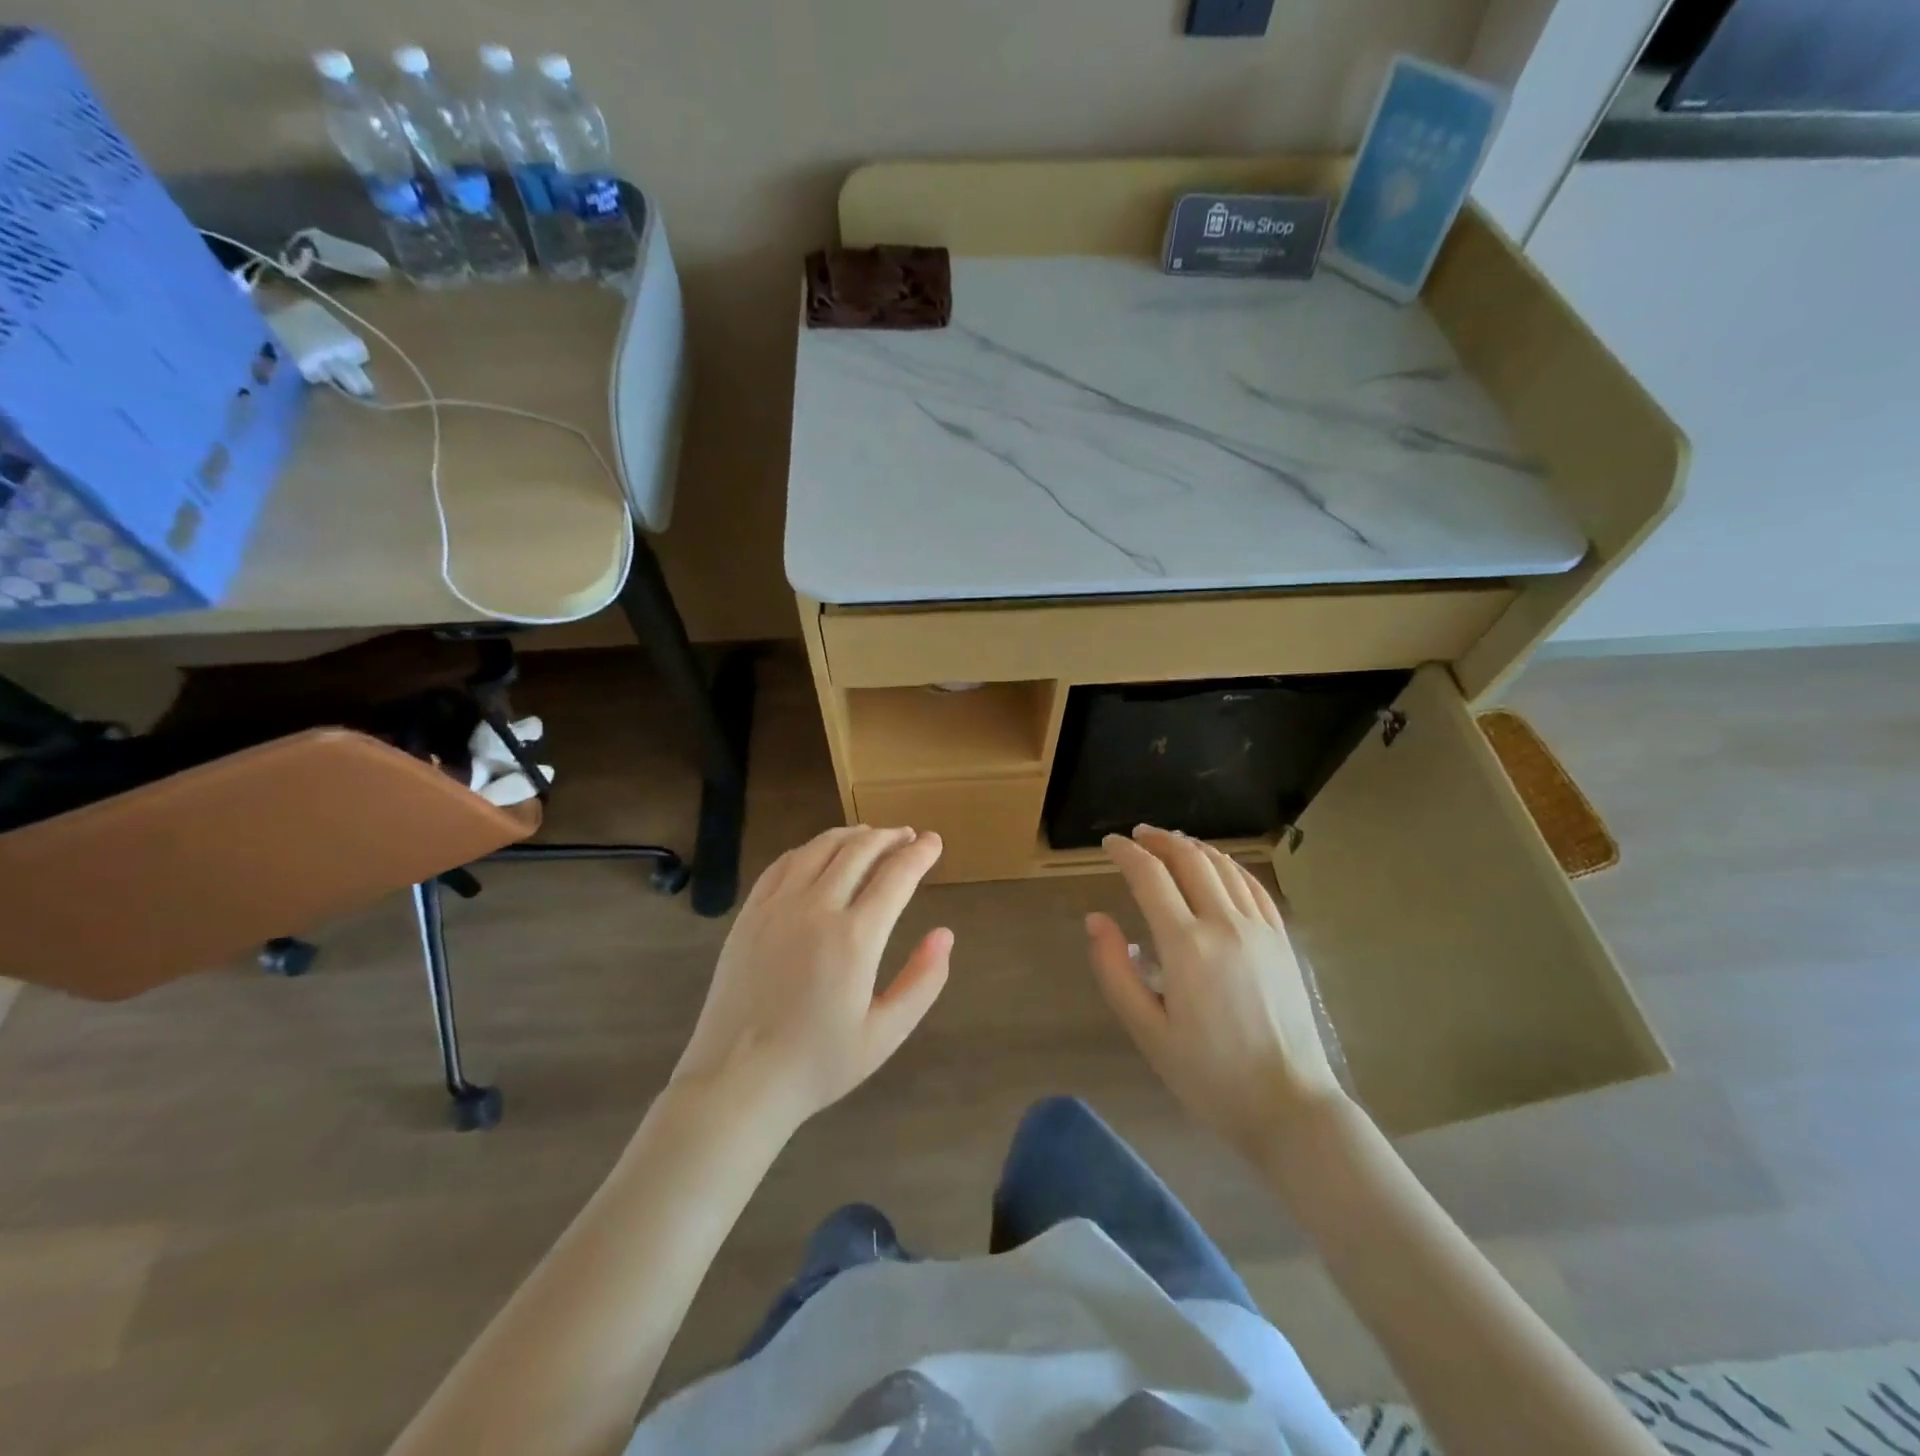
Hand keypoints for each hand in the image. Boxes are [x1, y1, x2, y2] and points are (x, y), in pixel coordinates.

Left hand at [672, 826, 951, 1131]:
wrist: (737, 1082)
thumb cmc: (817, 1064)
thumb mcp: (884, 1034)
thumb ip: (922, 981)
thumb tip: (945, 934)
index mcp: (855, 938)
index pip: (896, 876)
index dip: (920, 854)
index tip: (935, 842)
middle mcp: (816, 909)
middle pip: (860, 851)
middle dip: (890, 837)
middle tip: (909, 836)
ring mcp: (777, 907)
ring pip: (820, 848)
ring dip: (852, 835)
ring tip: (871, 836)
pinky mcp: (749, 914)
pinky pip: (783, 864)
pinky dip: (810, 849)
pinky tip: (820, 853)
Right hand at [1086, 826, 1344, 1158]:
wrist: (1289, 1106)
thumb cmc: (1209, 1076)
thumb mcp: (1147, 1031)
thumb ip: (1114, 970)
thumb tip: (1095, 919)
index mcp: (1186, 946)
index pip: (1150, 877)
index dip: (1126, 853)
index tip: (1109, 843)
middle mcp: (1225, 925)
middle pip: (1189, 859)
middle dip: (1158, 840)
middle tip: (1136, 835)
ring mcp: (1260, 929)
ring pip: (1223, 866)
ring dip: (1192, 846)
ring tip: (1170, 842)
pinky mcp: (1282, 941)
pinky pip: (1253, 886)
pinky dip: (1228, 865)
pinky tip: (1217, 865)